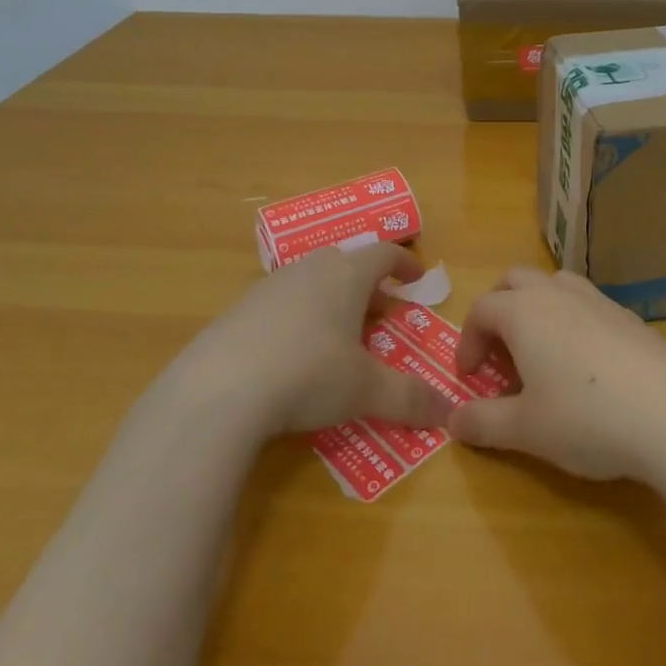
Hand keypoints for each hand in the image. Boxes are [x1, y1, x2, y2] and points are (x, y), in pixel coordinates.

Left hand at [184, 244, 451, 437]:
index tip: (416, 279)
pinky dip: (298, 317)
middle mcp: (310, 269)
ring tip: (338, 335)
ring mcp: (270, 286)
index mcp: (346, 274)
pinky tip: (292, 354)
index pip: (384, 253)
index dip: (404, 264)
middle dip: (368, 286)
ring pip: (312, 281)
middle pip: (346, 264)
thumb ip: (408, 398)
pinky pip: (281, 303)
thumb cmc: (308, 375)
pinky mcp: (238, 309)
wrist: (217, 390)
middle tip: (381, 313)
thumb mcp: (365, 390)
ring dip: (332, 300)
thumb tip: (447, 412)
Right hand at [448, 267, 665, 481]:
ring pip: (555, 285)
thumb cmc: (585, 418)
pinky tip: (586, 366)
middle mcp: (558, 294)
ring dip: (537, 309)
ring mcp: (598, 300)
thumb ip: (483, 422)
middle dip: (498, 309)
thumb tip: (451, 422)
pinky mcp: (630, 317)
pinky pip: (588, 305)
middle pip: (515, 280)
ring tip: (539, 352)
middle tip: (499, 352)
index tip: (470, 378)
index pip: (481, 309)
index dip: (467, 341)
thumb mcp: (525, 429)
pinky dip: (573, 322)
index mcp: (524, 312)